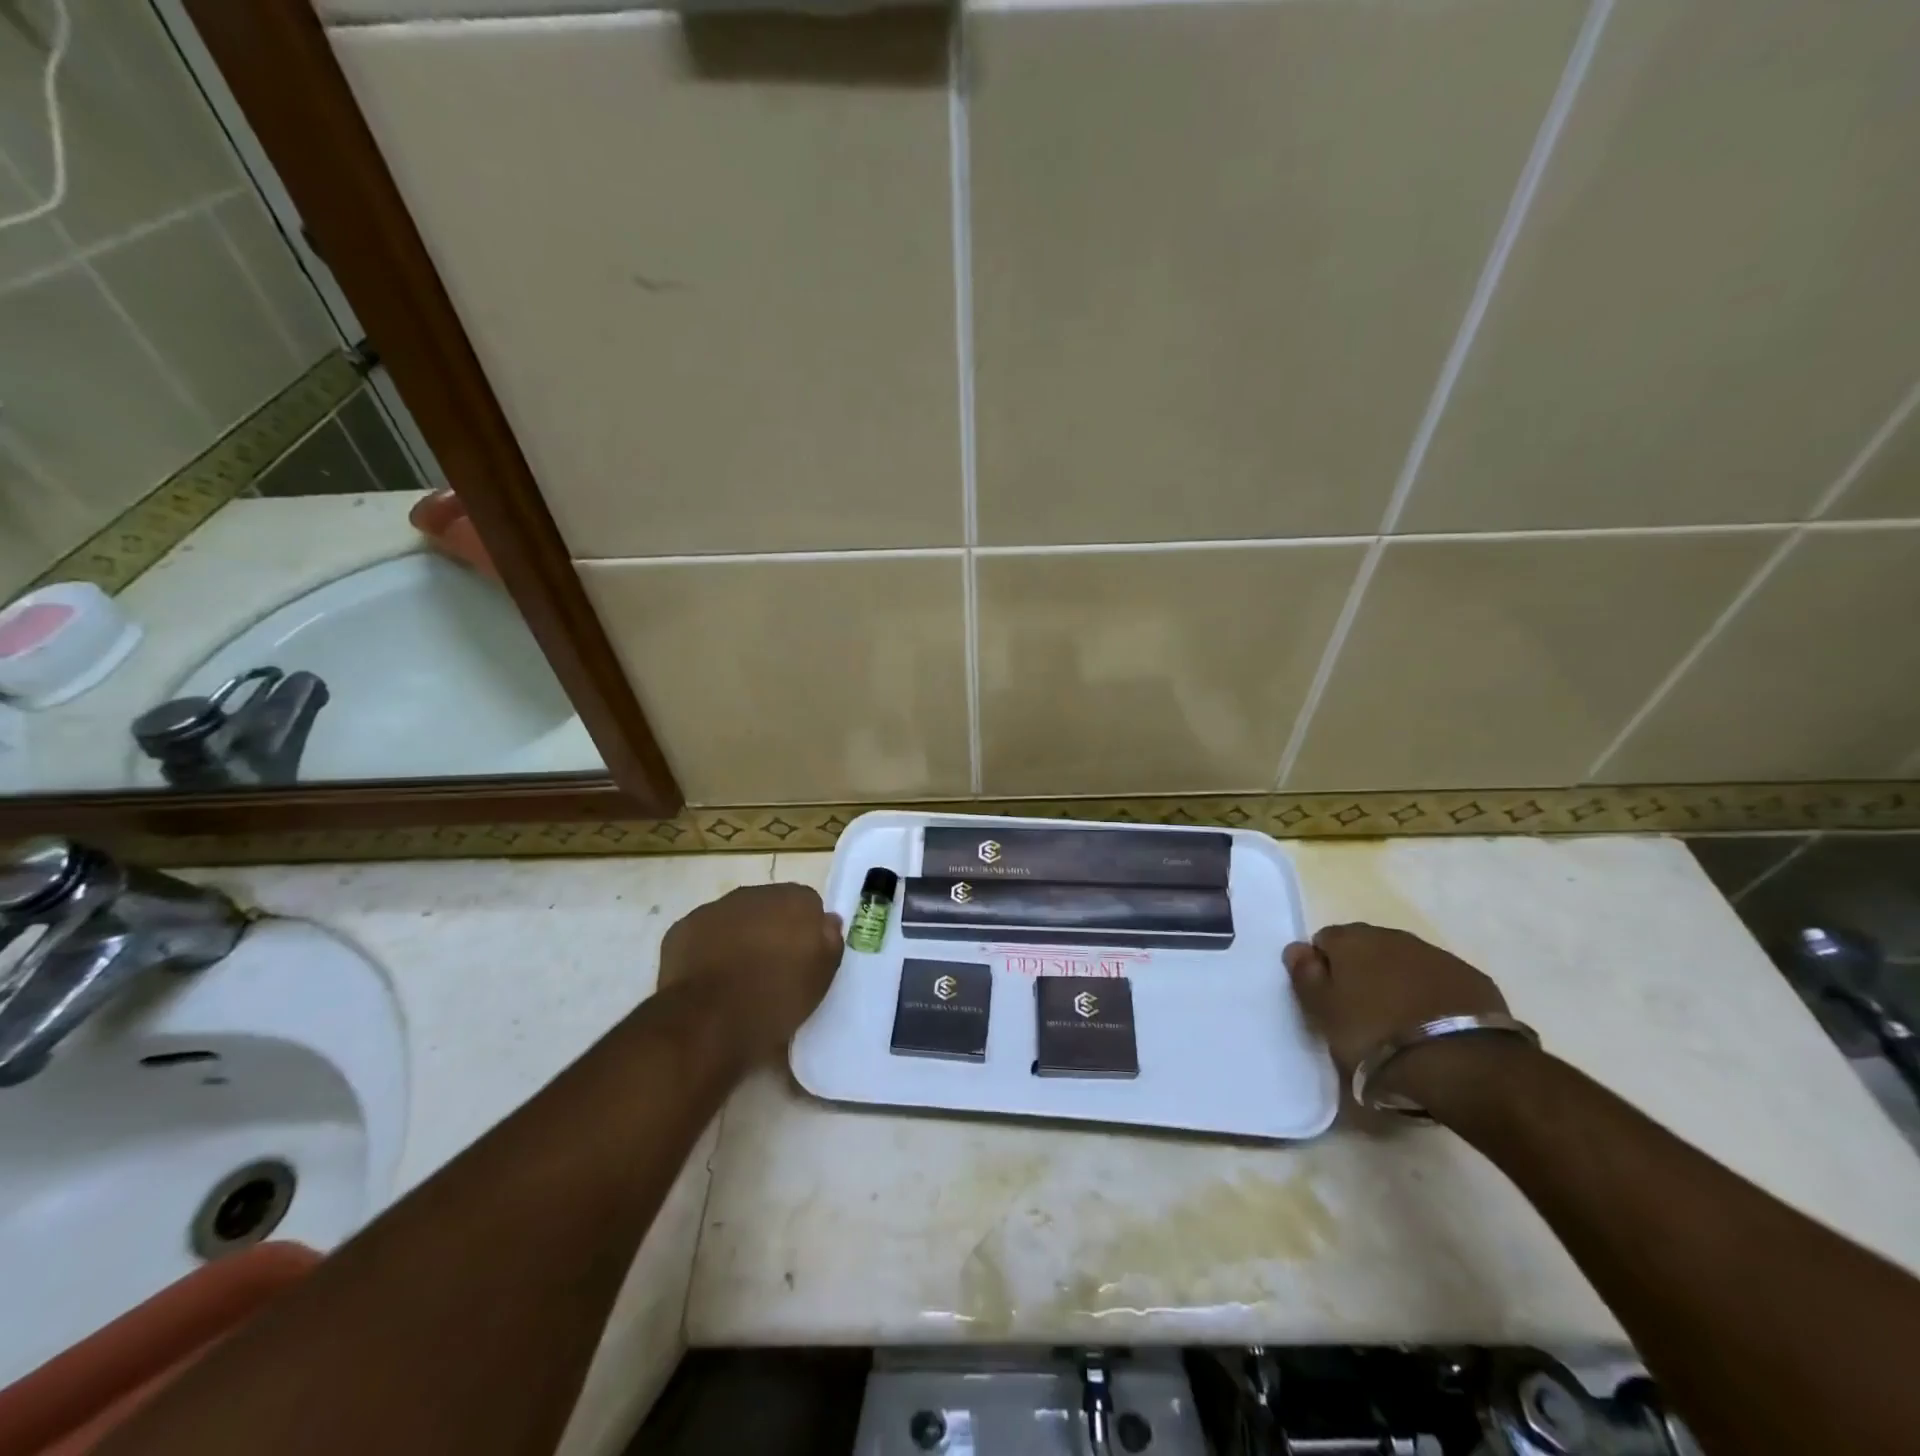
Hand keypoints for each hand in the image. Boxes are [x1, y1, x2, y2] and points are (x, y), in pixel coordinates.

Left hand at [658, 883, 844, 1063]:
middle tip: (772, 969)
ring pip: (734, 918)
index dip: (806, 931)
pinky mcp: (682, 928)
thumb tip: (826, 921)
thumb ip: (830, 941)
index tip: (803, 959)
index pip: (808, 904)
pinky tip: (709, 980)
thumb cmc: (777, 999)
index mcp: (795, 900)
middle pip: (770, 907)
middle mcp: (755, 894)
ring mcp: (715, 908)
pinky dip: (707, 950)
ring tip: (737, 978)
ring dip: (738, 938)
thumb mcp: (822, 978)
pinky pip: (702, 935)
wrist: (710, 1021)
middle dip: (771, 930)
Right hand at [1284, 923, 1515, 1105]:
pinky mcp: (1472, 979)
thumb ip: (1304, 975)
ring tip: (1400, 1023)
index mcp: (1350, 939)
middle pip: (1366, 948)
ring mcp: (1436, 955)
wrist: (1459, 1062)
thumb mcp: (1323, 1012)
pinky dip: (1432, 996)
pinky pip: (1439, 981)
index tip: (1328, 1000)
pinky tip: (1434, 1026)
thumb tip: (1296, 948)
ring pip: (1404, 962)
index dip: (1323, 969)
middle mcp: (1391, 936)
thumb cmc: (1373, 1035)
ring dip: (1398, 983)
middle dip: (1362, 972)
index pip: (1324, 941)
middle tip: (1362, 1012)